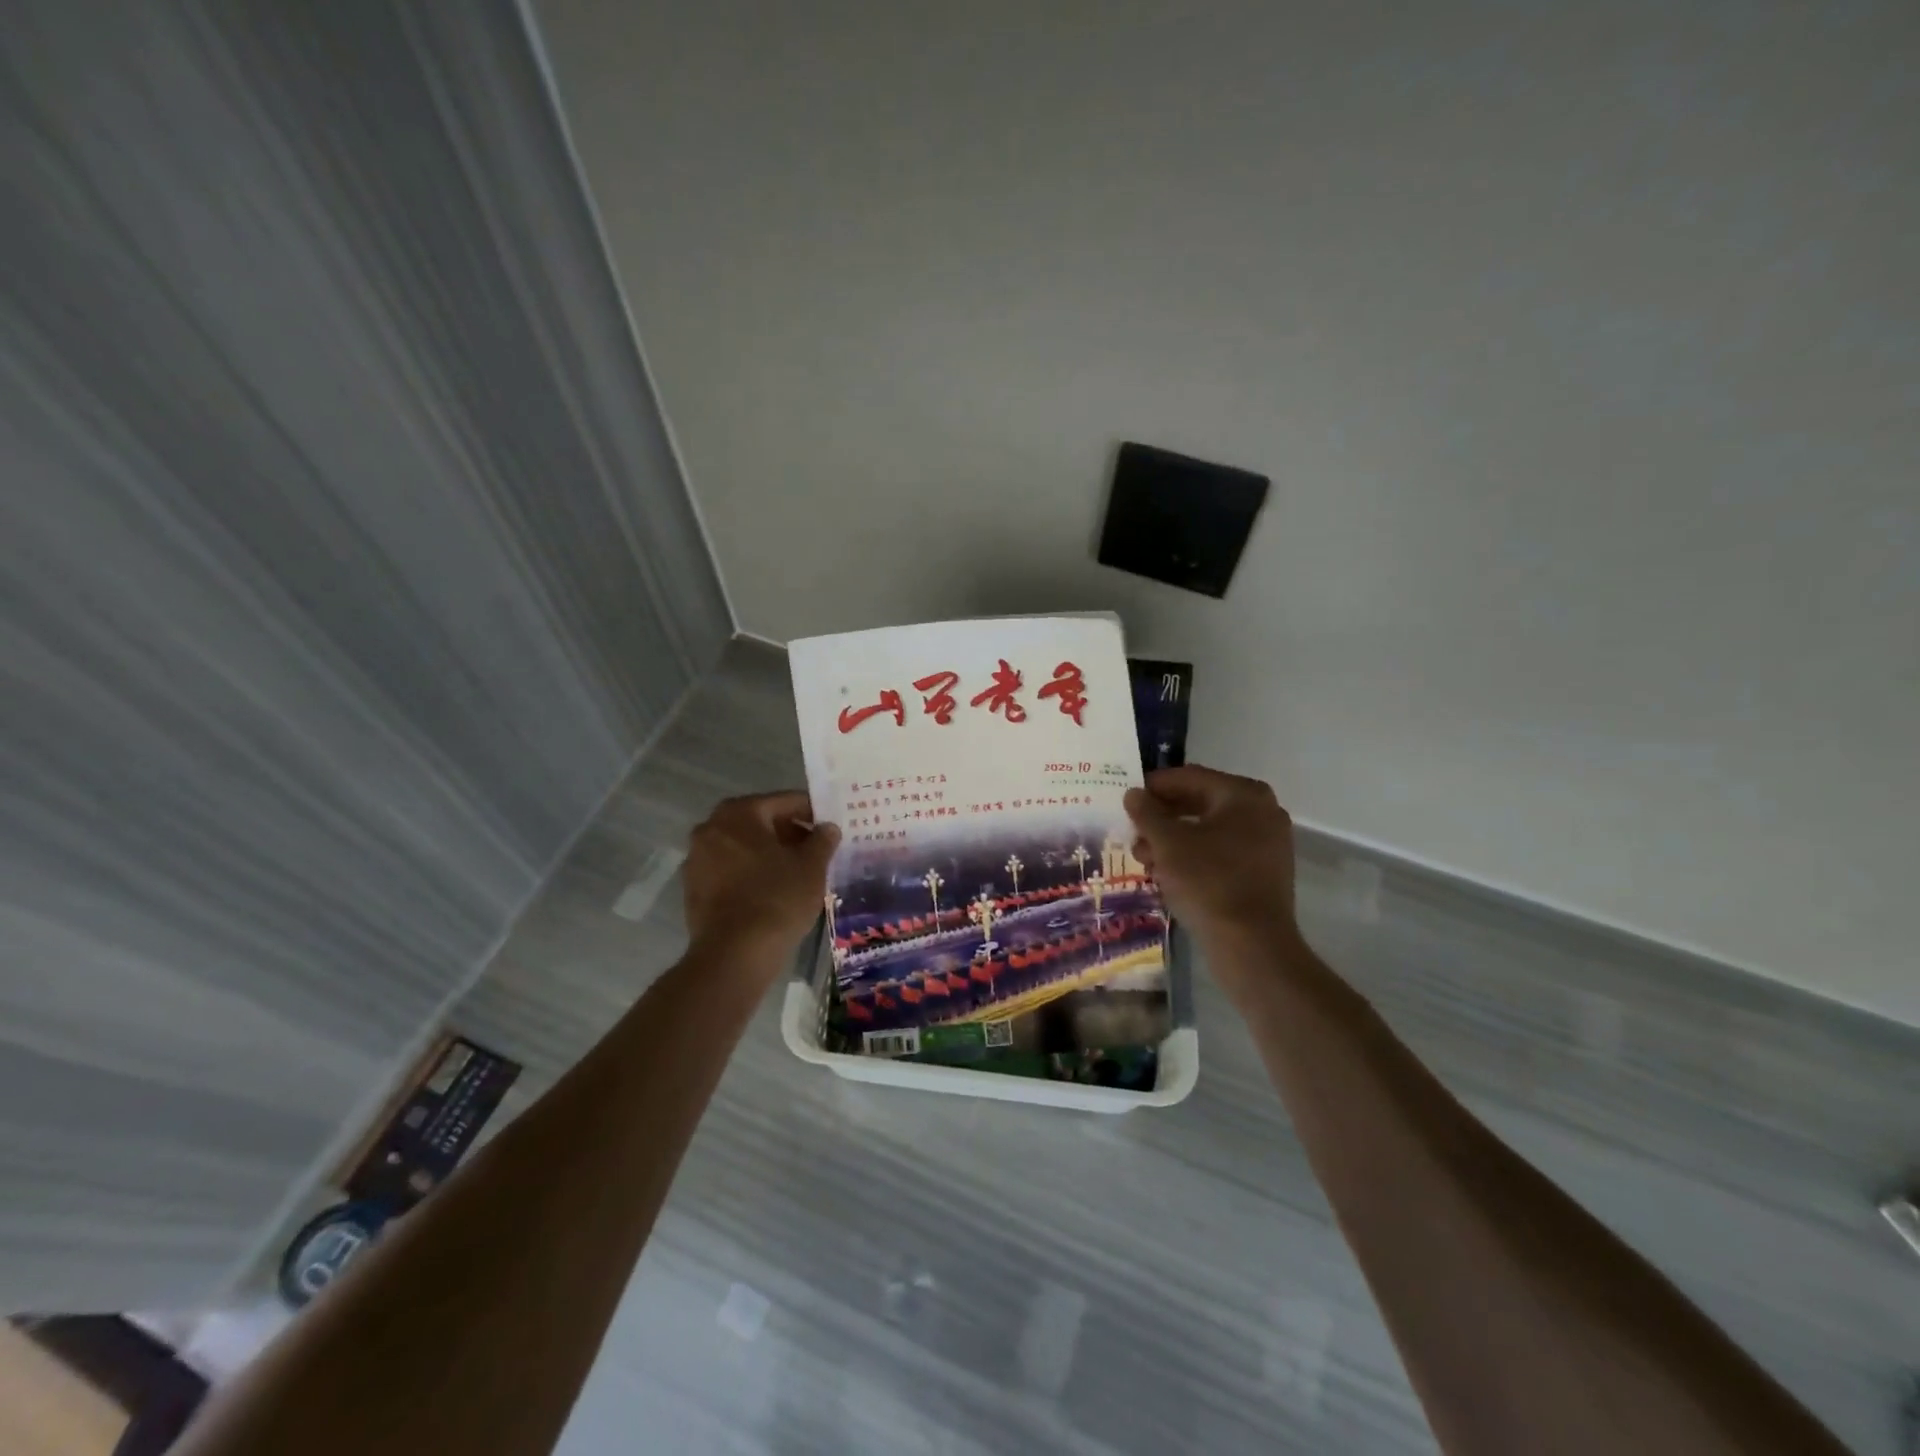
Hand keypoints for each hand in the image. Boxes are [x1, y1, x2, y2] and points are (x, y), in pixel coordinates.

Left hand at [682, 792, 838, 966]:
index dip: (811, 812)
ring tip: (797, 873)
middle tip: (816, 850)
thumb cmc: (778, 898)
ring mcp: (697, 860)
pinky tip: (773, 892)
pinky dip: (751, 874)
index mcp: (738, 813)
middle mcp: (710, 828)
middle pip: (760, 822)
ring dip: (769, 854)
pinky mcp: (694, 890)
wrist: (735, 954)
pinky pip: (730, 871)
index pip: (784, 801)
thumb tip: (827, 828)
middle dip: (789, 833)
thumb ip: (822, 840)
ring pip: (743, 847)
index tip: (829, 827)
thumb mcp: (812, 866)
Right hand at [1124, 765, 1305, 984]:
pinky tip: (1167, 873)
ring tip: (1144, 858)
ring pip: (1209, 830)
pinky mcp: (1264, 872)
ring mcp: (1267, 843)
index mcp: (1243, 795)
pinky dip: (1193, 856)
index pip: (1189, 777)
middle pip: (1200, 803)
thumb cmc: (1208, 882)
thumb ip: (1147, 813)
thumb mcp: (1167, 843)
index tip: (1126, 798)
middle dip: (1162, 817)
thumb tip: (1133, 794)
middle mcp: (1262, 811)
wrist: (1252, 945)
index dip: (1154, 786)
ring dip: (1173, 839)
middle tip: (1132, 831)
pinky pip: (1222, 852)